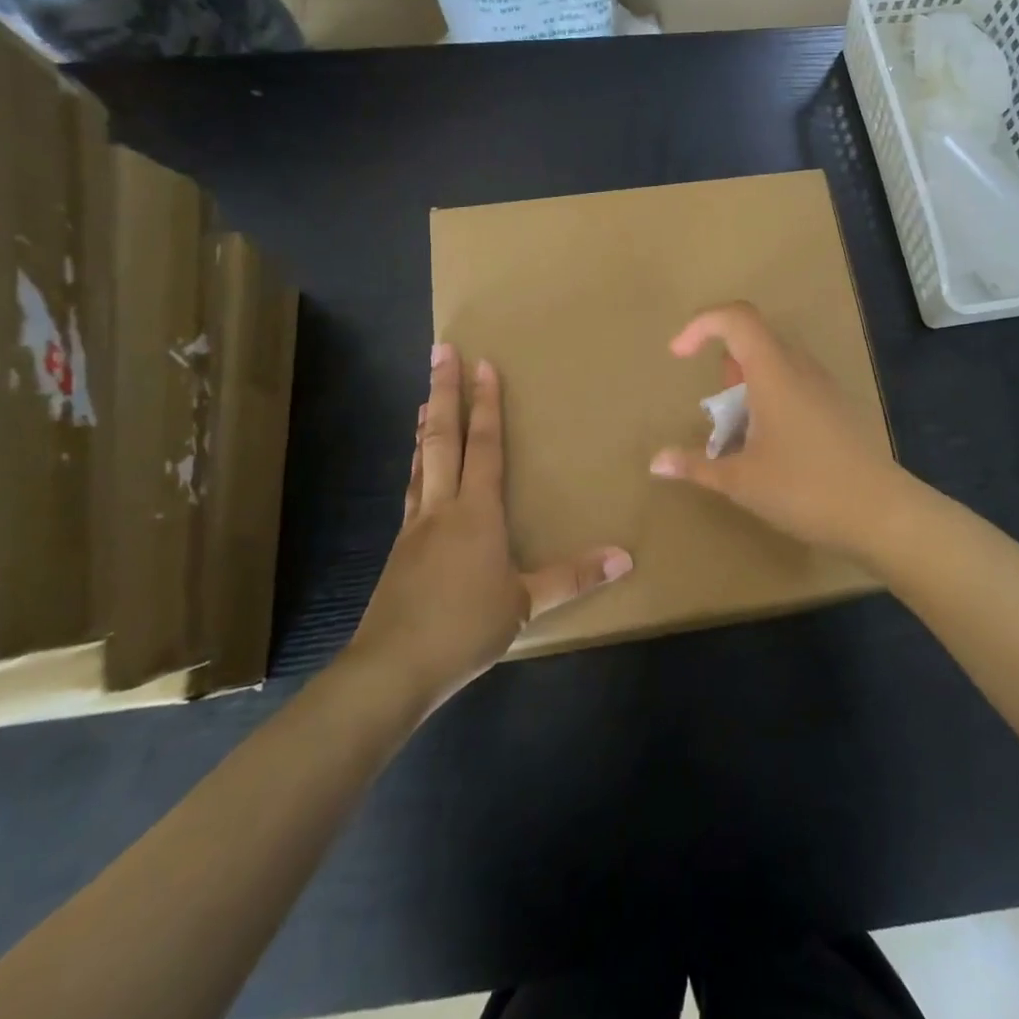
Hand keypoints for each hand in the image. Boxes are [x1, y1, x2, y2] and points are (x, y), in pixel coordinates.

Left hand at [349, 344, 631, 701]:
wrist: (392, 667)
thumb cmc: (464, 628)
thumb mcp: (526, 604)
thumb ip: (573, 577)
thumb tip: (625, 557)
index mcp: (476, 512)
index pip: (484, 445)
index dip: (485, 404)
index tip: (482, 364)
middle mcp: (442, 507)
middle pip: (442, 437)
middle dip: (443, 391)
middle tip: (439, 351)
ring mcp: (415, 525)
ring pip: (421, 459)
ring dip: (426, 423)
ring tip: (427, 397)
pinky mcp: (400, 548)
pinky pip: (411, 489)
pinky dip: (416, 463)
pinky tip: (416, 467)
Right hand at [649, 303, 918, 564]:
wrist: (882, 513)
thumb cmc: (805, 488)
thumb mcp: (741, 481)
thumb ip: (696, 465)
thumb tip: (656, 462)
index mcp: (774, 372)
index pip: (736, 318)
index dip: (701, 324)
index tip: (678, 356)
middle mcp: (800, 368)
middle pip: (755, 338)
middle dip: (724, 363)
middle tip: (717, 409)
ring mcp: (823, 386)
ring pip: (776, 362)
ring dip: (747, 384)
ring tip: (739, 432)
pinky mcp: (836, 407)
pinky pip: (794, 383)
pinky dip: (770, 398)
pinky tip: (770, 446)